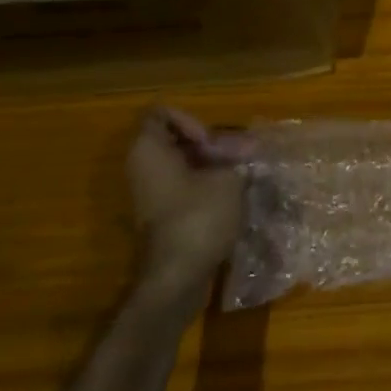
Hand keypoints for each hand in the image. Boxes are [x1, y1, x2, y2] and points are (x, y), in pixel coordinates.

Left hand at [125, 106, 252, 305]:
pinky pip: (184, 184)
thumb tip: (248, 147)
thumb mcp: (228, 178)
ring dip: (213, 164)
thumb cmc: (199, 217)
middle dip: (211, 144)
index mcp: (148, 150)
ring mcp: (150, 192)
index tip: (213, 142)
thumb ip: (237, 156)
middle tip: (239, 157)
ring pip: (183, 162)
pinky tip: (233, 194)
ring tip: (243, 173)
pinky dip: (206, 184)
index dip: (191, 120)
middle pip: (175, 138)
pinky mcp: (163, 213)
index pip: (161, 114)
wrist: (178, 276)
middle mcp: (142, 167)